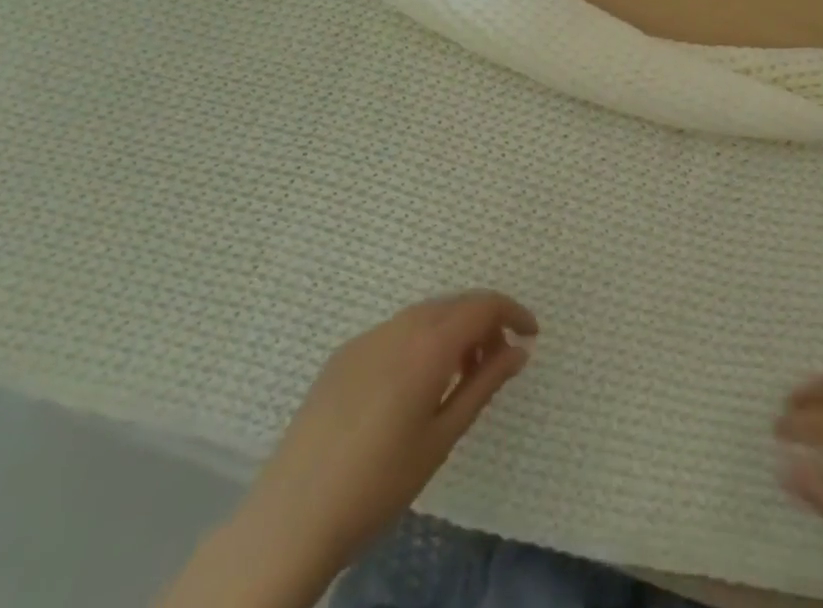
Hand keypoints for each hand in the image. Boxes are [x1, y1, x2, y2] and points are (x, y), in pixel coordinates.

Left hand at [161, 291, 536, 607]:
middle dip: (485, 322)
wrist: (290, 519)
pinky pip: (395, 332)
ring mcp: (367, 338)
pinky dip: (420, 341)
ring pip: (425, 315)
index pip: (484, 305)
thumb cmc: (378, 484)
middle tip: (499, 361)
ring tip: (460, 375)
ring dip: (452, 330)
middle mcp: (399, 326)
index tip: (531, 335)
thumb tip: (519, 350)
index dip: (513, 313)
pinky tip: (415, 385)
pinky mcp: (343, 355)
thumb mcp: (442, 438)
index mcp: (428, 344)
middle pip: (455, 304)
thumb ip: (484, 385)